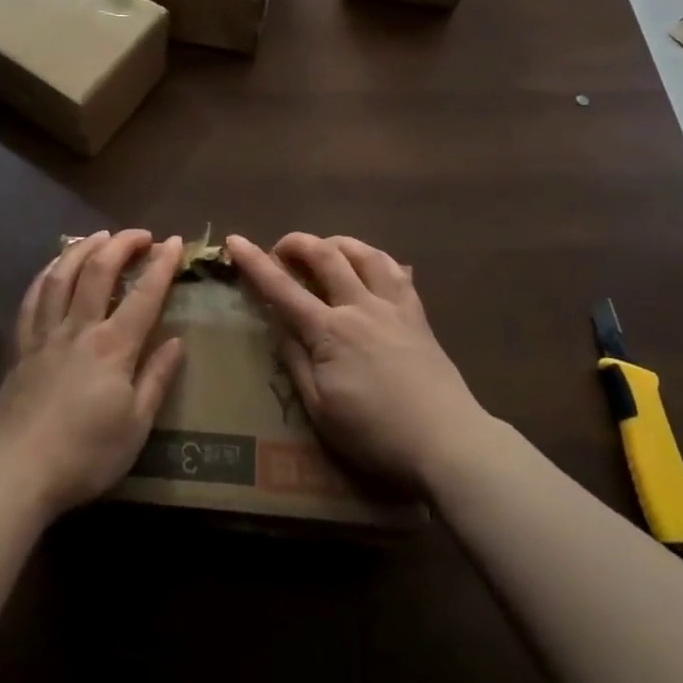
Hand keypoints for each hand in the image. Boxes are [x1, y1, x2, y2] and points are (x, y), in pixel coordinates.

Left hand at [0, 230, 184, 518]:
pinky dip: (46, 275)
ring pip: (62, 275)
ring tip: (99, 235)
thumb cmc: (86, 454)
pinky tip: (54, 266)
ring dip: (83, 248)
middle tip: (140, 235)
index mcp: (113, 347)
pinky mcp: (22, 347)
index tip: (173, 242)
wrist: (17, 472)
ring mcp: (46, 334)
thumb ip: (156, 378)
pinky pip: (33, 299)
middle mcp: (79, 329)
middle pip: (99, 271)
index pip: (144, 295)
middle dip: (122, 245)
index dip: (161, 265)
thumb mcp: (136, 426)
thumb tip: (177, 341)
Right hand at [228, 233, 485, 491]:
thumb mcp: (320, 409)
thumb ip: (295, 360)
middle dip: (296, 243)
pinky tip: (370, 264)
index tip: (234, 241)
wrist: (448, 441)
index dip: (255, 263)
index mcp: (329, 332)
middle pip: (325, 256)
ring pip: (363, 253)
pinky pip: (396, 271)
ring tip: (324, 249)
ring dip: (336, 243)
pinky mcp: (417, 314)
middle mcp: (359, 307)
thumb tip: (277, 321)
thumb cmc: (376, 434)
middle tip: (280, 249)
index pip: (282, 289)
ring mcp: (392, 306)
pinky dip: (375, 258)